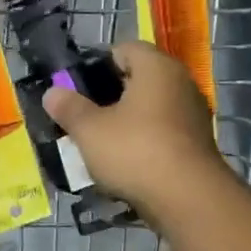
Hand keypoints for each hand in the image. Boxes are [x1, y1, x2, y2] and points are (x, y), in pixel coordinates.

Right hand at [43, 41, 228, 226]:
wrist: (188, 200)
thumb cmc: (135, 151)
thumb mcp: (89, 130)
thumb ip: (69, 108)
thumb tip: (52, 92)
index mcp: (156, 68)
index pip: (124, 49)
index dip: (96, 65)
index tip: (76, 88)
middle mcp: (180, 83)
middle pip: (138, 79)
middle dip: (109, 96)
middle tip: (82, 116)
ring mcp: (193, 115)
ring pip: (150, 108)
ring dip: (126, 121)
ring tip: (99, 143)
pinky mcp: (197, 144)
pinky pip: (162, 133)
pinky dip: (143, 141)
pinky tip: (124, 162)